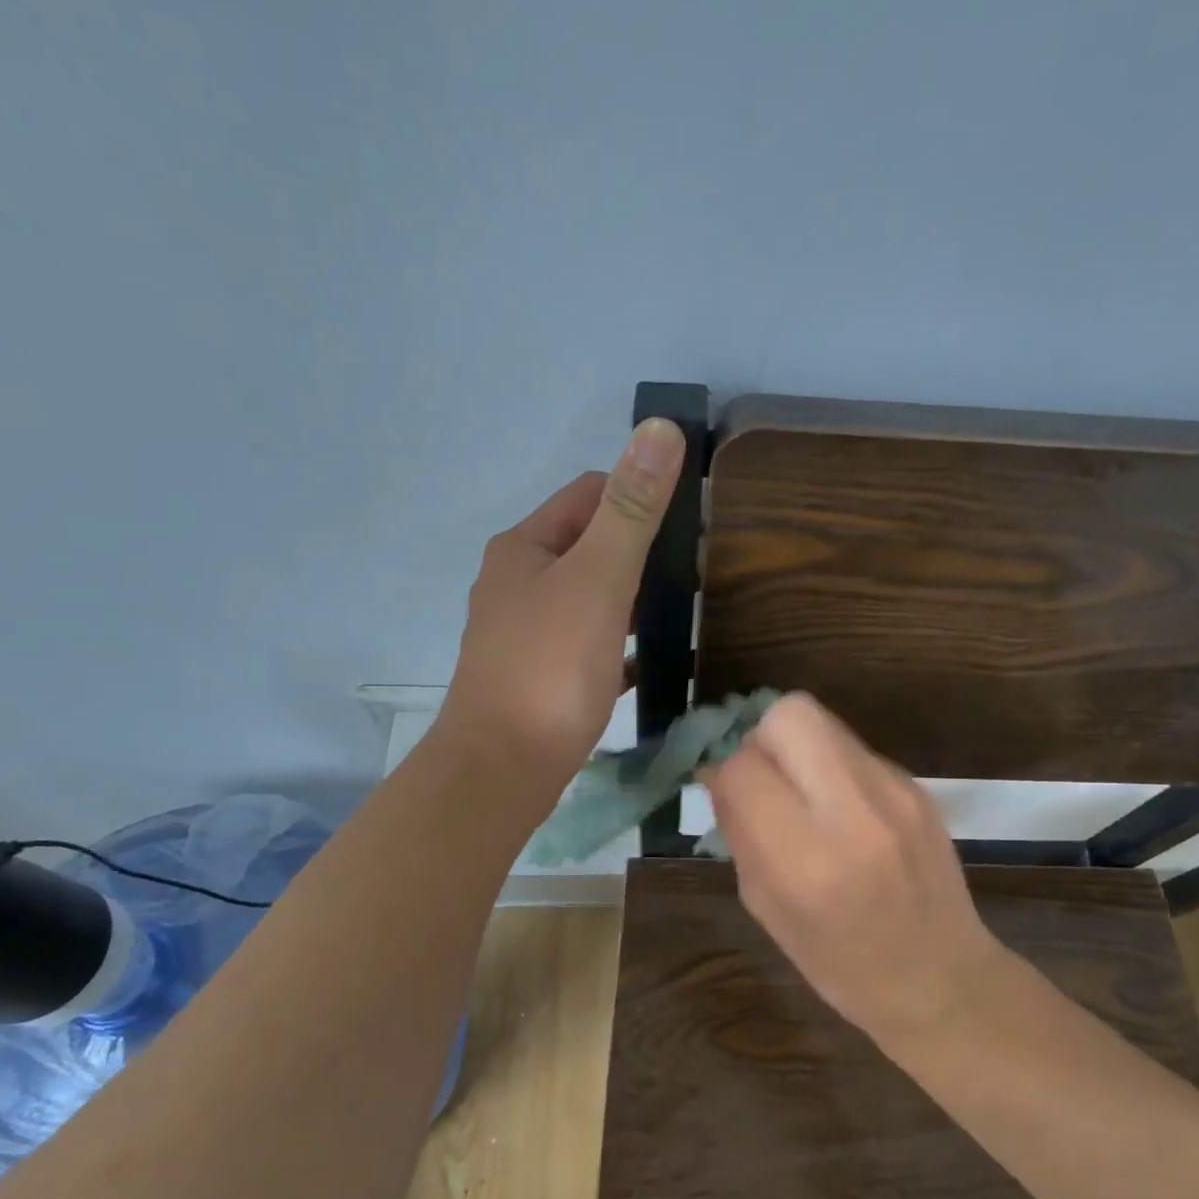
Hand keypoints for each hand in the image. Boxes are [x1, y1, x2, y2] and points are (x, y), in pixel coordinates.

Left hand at [439, 418, 685, 796]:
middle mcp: (517, 582)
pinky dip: (619, 645)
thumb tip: (658, 429)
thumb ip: (630, 510)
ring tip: (681, 611)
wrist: (502, 769)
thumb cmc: (549, 669)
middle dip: (640, 551)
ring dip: (631, 598)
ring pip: (589, 597)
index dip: (640, 496)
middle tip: (696, 571)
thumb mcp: (597, 580)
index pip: (589, 494)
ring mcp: (524, 632)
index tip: (691, 521)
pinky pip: (588, 645)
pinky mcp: (537, 676)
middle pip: (589, 545)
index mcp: (525, 548)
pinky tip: (651, 661)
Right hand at [701, 693, 1006, 1046]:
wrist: (940, 979)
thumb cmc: (840, 963)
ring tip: (801, 790)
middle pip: (789, 715)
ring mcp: (894, 793)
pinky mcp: (917, 786)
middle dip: (761, 737)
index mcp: (805, 861)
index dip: (725, 773)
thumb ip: (741, 833)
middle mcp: (853, 814)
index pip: (743, 768)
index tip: (729, 792)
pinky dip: (832, 766)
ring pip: (823, 721)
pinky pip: (854, 749)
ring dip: (797, 746)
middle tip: (765, 777)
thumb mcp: (766, 908)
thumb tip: (719, 773)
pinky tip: (842, 807)